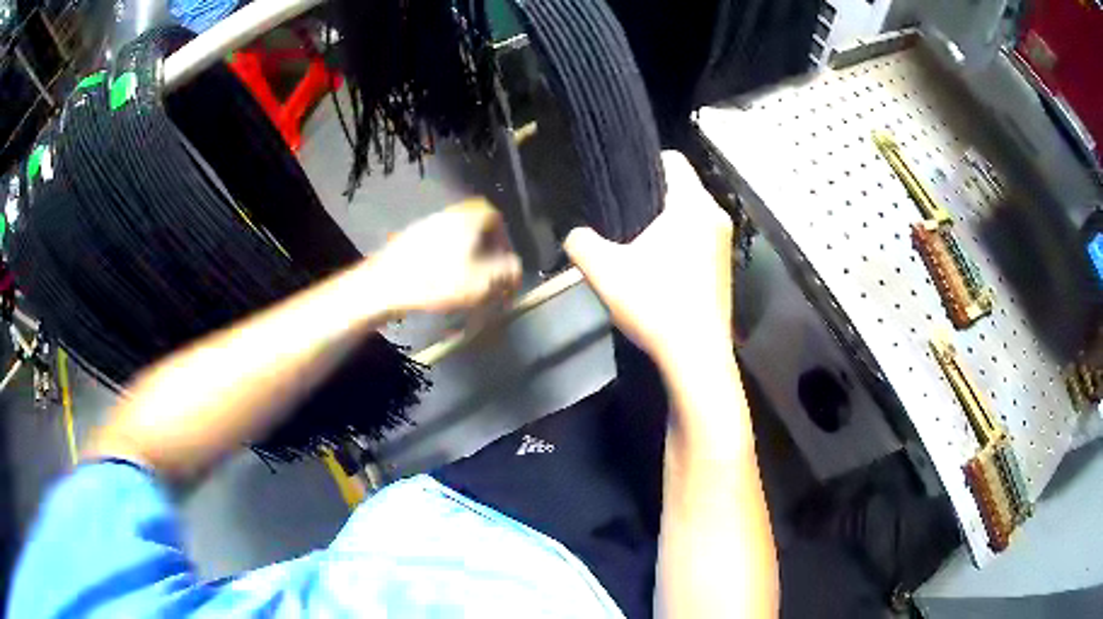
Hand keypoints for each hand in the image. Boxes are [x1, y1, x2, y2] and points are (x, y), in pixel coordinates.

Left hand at [371, 199, 522, 313]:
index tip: (503, 262)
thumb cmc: (438, 281)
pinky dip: (444, 260)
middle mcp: (448, 214)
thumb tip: (516, 268)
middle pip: (474, 226)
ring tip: (463, 282)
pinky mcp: (409, 239)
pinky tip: (439, 282)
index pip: (495, 217)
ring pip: (455, 236)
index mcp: (468, 218)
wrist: (385, 285)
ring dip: (464, 257)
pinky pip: (436, 245)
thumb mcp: (482, 282)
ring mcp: (425, 224)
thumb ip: (507, 273)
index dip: (504, 240)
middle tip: (484, 275)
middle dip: (484, 251)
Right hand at [564, 151, 733, 365]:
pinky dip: (681, 244)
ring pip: (691, 216)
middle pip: (681, 188)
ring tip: (637, 243)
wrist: (696, 356)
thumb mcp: (605, 271)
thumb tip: (575, 235)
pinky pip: (700, 239)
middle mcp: (716, 217)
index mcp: (692, 205)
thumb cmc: (656, 304)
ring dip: (667, 223)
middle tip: (621, 217)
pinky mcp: (725, 269)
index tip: (620, 185)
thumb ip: (581, 243)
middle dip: (652, 198)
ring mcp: (724, 245)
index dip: (643, 165)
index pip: (672, 160)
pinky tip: (659, 269)